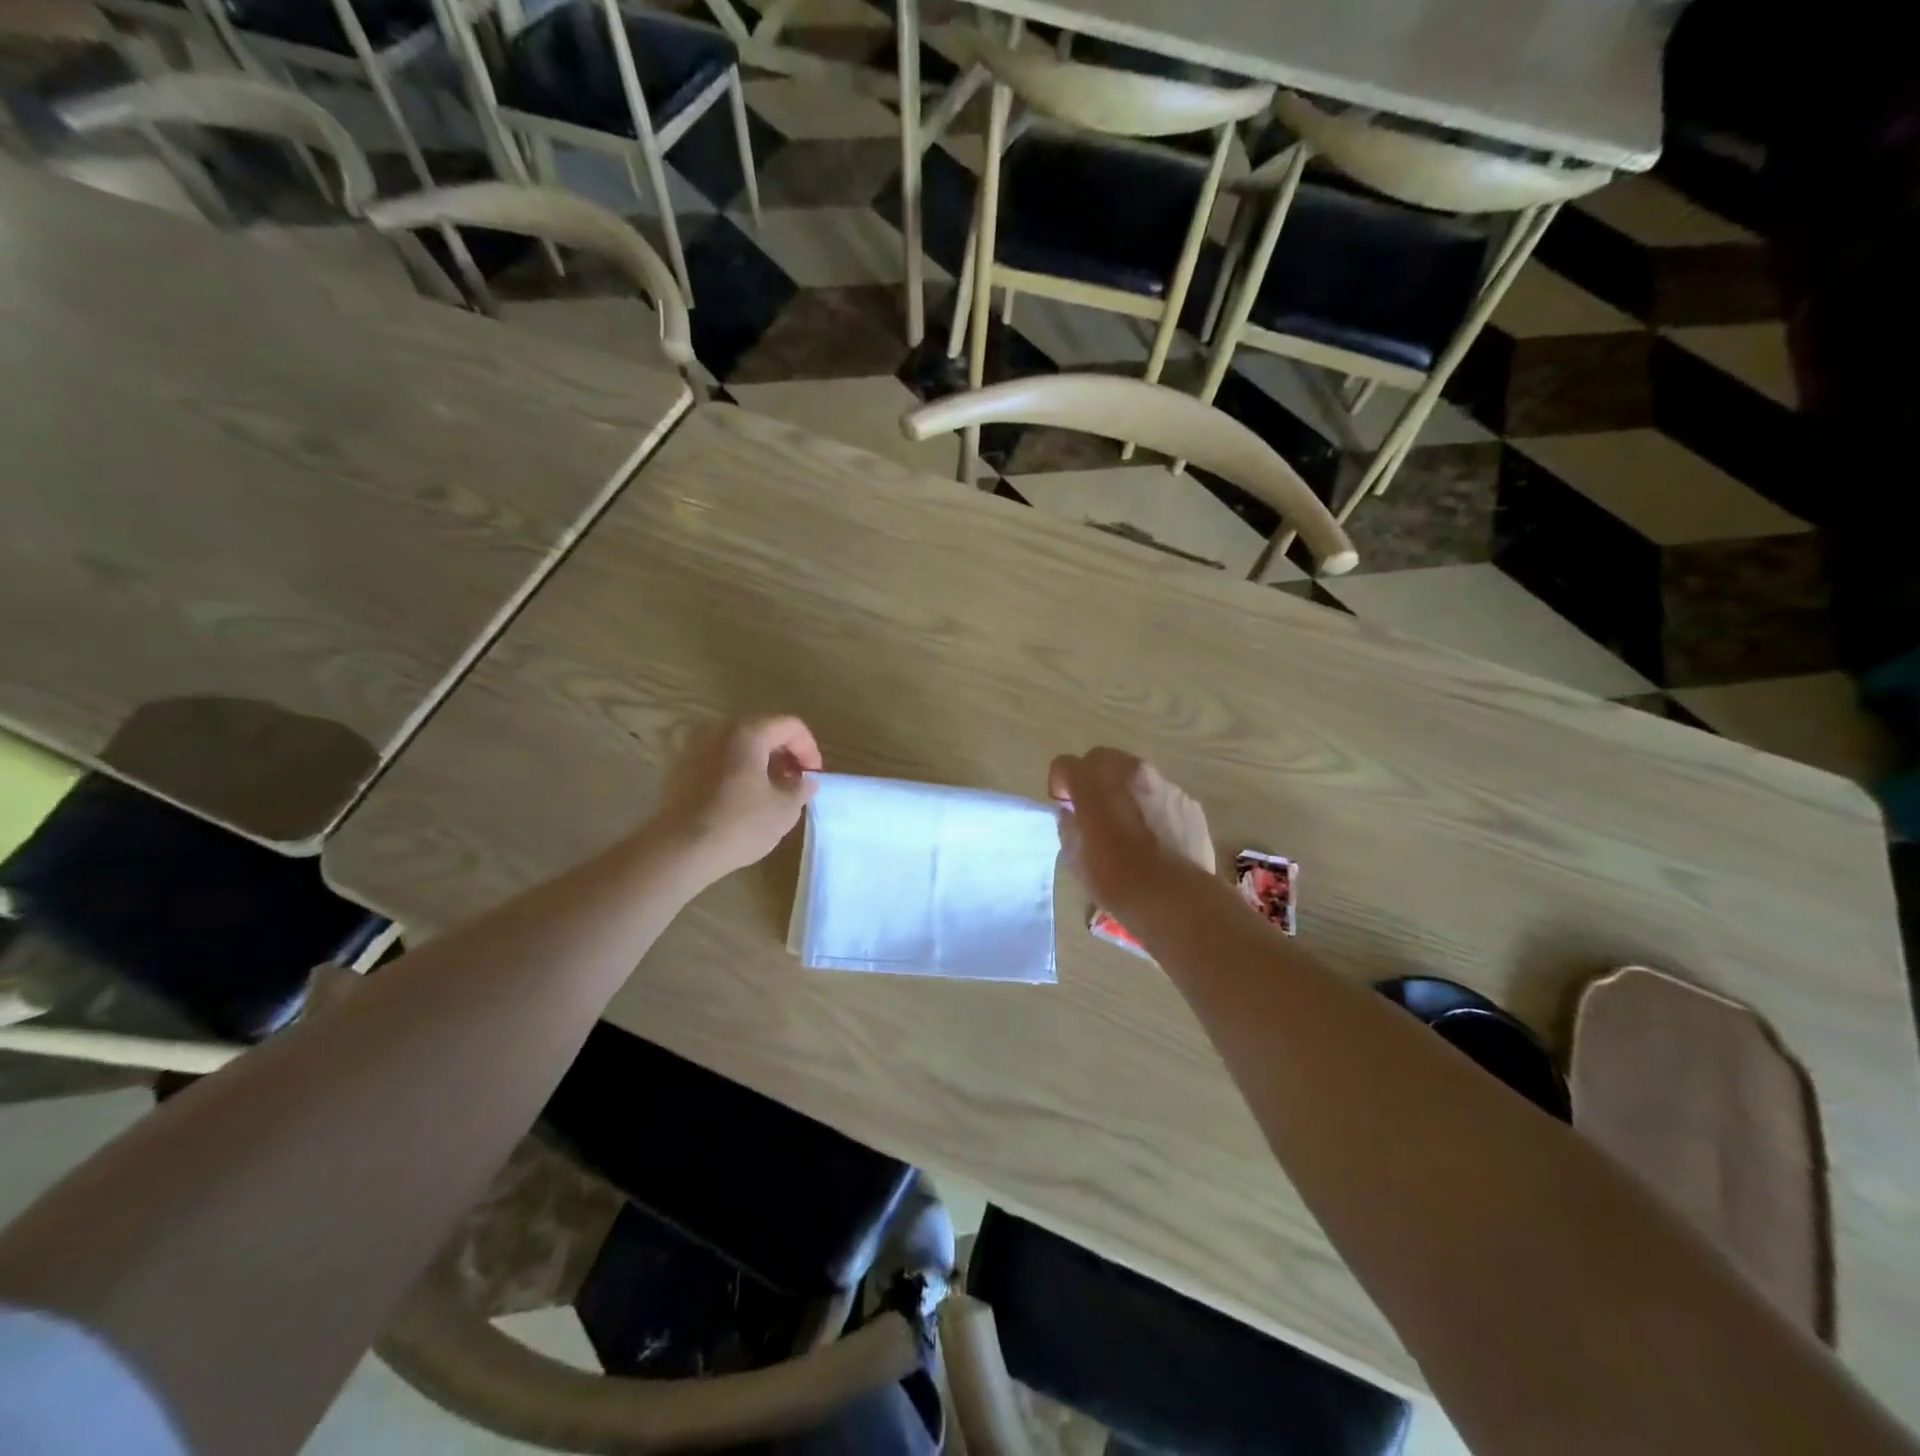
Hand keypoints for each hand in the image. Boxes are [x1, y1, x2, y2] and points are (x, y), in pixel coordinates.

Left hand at [652, 716, 821, 882]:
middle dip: (785, 754)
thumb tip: (804, 781)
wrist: (679, 850)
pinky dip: (737, 769)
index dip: (809, 749)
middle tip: (795, 782)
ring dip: (760, 762)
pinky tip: (743, 797)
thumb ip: (801, 788)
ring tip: (771, 791)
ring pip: (739, 744)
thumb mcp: (785, 809)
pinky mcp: (680, 767)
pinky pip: (719, 759)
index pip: (791, 726)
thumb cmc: (739, 824)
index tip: (813, 777)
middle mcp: (719, 729)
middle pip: (763, 731)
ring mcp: (695, 746)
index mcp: (748, 732)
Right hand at [1048, 748, 1214, 916]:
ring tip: (1129, 824)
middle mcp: (1130, 772)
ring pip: (1135, 775)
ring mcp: (1164, 784)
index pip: (1065, 764)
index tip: (1065, 805)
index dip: (1060, 783)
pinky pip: (1161, 794)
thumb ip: (1069, 826)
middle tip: (1094, 809)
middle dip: (1092, 778)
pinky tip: (1156, 837)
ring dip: (1124, 790)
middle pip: (1101, 759)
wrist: (1177, 900)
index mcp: (1095, 783)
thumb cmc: (1118, 880)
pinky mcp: (1188, 801)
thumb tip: (1072, 814)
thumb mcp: (1076, 859)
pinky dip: (1152, 806)